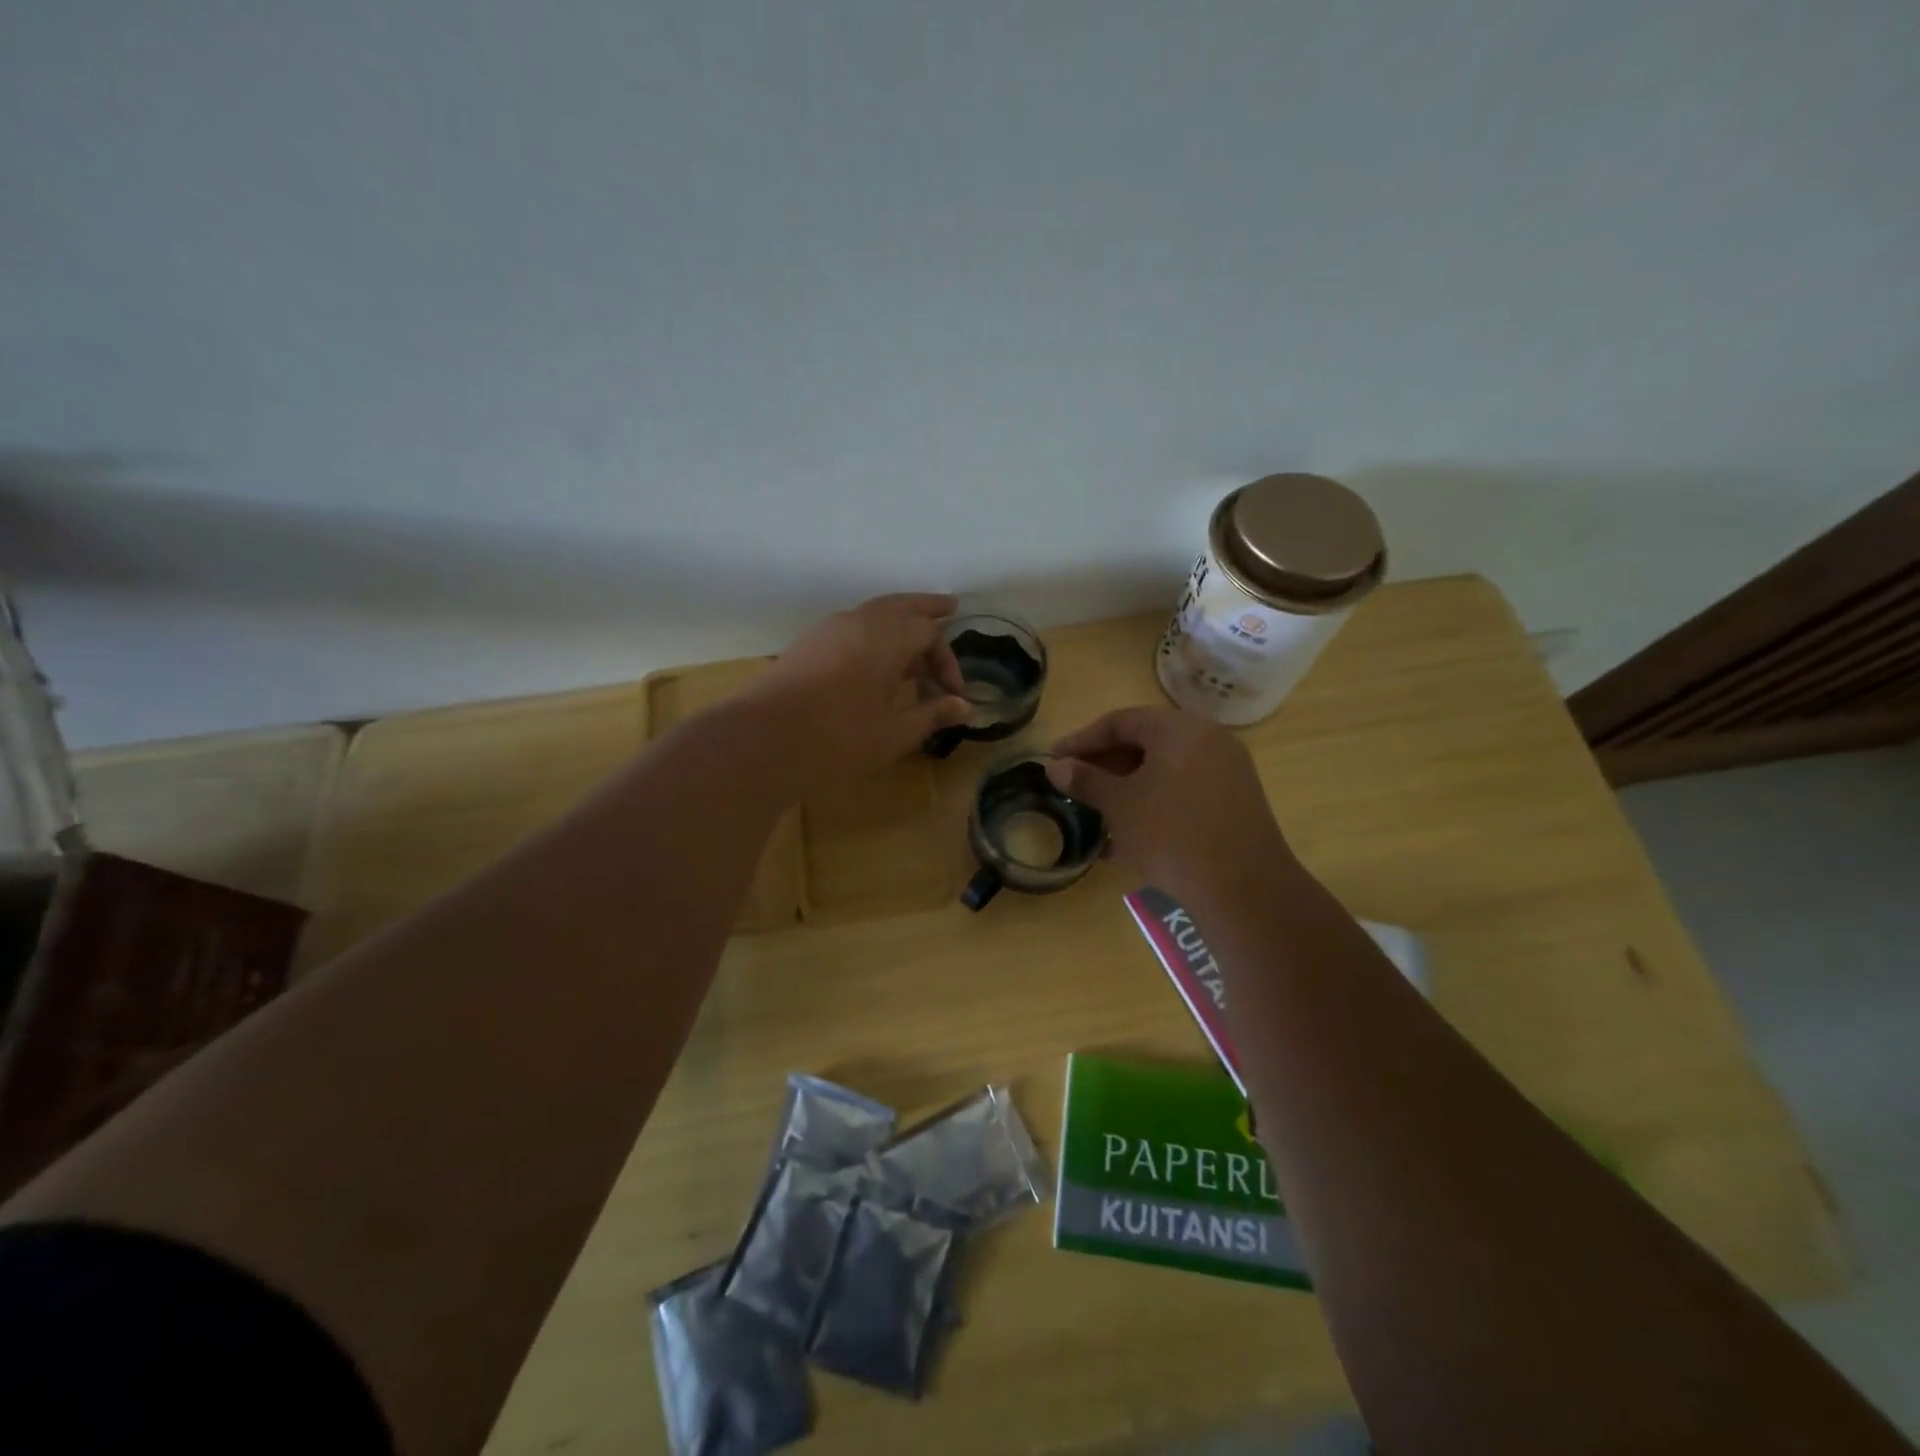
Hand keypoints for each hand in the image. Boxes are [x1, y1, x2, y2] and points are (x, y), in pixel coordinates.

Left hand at [746, 593, 971, 789]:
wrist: (761, 741)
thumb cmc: (838, 739)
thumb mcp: (894, 733)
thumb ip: (931, 715)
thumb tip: (966, 707)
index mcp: (887, 638)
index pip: (929, 633)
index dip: (947, 661)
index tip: (952, 694)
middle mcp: (859, 622)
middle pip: (901, 605)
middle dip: (926, 609)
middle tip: (949, 607)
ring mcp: (828, 630)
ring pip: (872, 611)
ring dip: (897, 619)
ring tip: (912, 633)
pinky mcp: (807, 644)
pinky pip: (850, 625)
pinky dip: (872, 630)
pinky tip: (872, 656)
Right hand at [1045, 706, 1298, 903]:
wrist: (1243, 887)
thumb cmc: (1171, 834)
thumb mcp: (1120, 805)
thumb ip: (1086, 780)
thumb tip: (1055, 766)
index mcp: (1179, 729)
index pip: (1120, 721)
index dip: (1082, 740)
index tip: (1054, 759)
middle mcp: (1208, 739)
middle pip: (1145, 742)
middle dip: (1105, 765)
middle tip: (1074, 785)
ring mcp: (1227, 771)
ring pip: (1164, 770)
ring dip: (1127, 788)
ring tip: (1097, 814)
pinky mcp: (1235, 802)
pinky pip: (1184, 790)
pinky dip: (1154, 803)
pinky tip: (1129, 837)